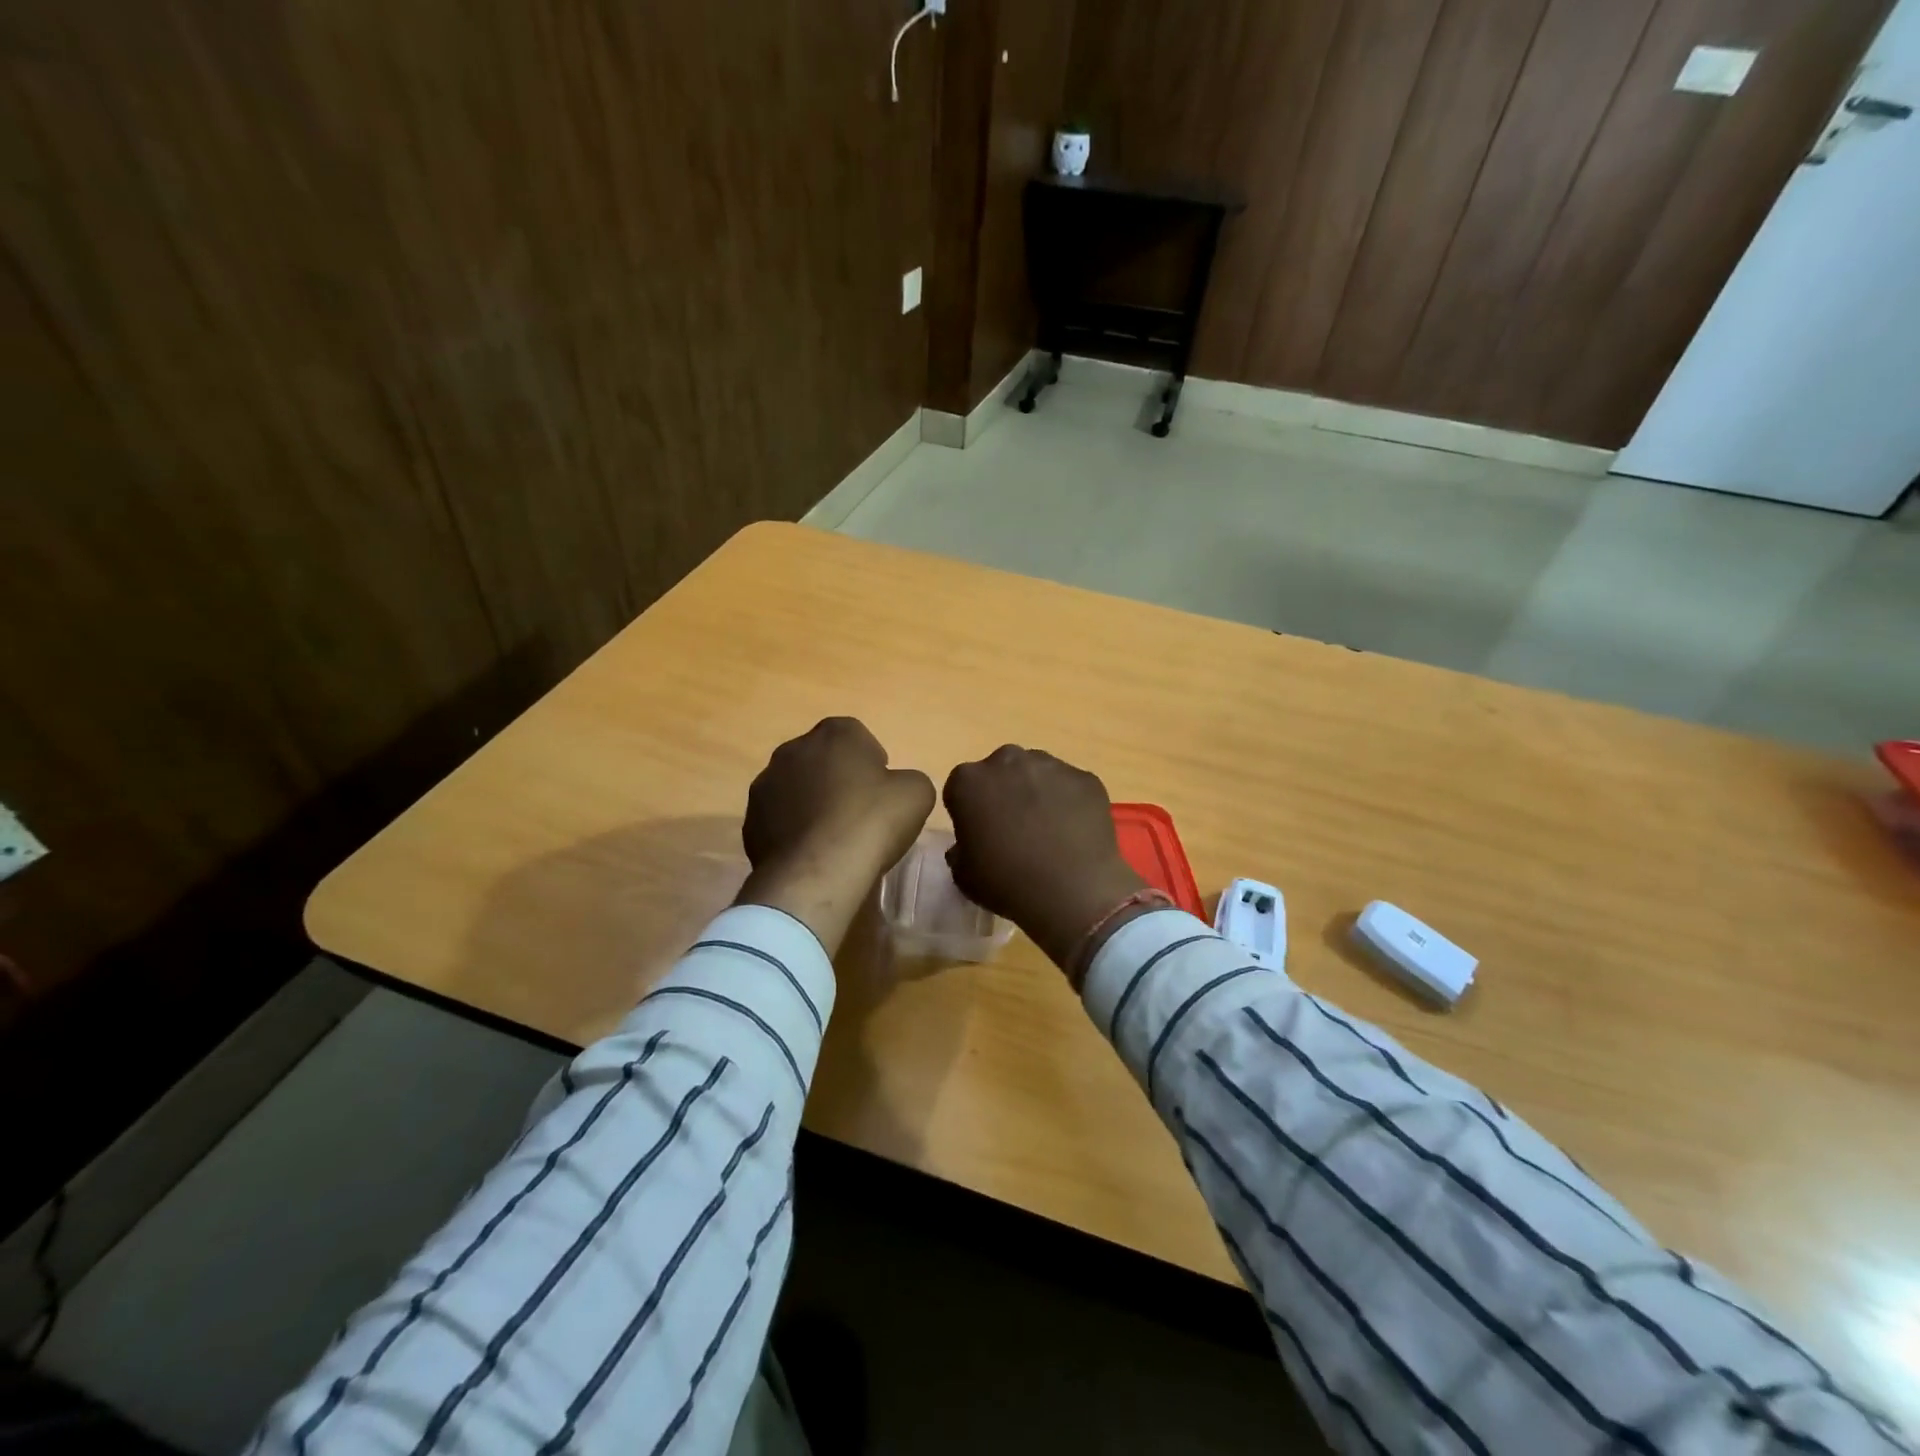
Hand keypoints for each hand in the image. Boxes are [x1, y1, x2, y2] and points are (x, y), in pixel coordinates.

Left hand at [737, 718, 935, 953]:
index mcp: (835, 733)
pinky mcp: (750, 821)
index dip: (872, 761)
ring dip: (811, 803)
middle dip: (838, 778)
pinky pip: (778, 819)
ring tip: (832, 837)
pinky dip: (793, 830)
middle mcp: (793, 749)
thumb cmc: (871, 822)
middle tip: (859, 812)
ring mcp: (765, 785)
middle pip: (822, 759)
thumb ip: (908, 779)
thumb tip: (896, 786)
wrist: (818, 872)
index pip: (857, 735)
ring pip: (796, 788)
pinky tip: (811, 853)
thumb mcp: (917, 793)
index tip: (882, 789)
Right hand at [943, 746, 1146, 975]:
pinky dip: (1069, 802)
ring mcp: (1050, 765)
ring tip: (1048, 830)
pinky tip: (1073, 831)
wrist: (1072, 893)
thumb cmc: (1007, 883)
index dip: (969, 811)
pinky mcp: (1085, 778)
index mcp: (969, 781)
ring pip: (1037, 773)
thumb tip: (972, 842)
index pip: (961, 788)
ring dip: (1036, 792)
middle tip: (1013, 828)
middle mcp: (1007, 761)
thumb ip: (959, 849)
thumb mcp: (963, 875)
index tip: (980, 833)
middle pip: (1000, 771)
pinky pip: (1070, 786)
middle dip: (1003, 792)